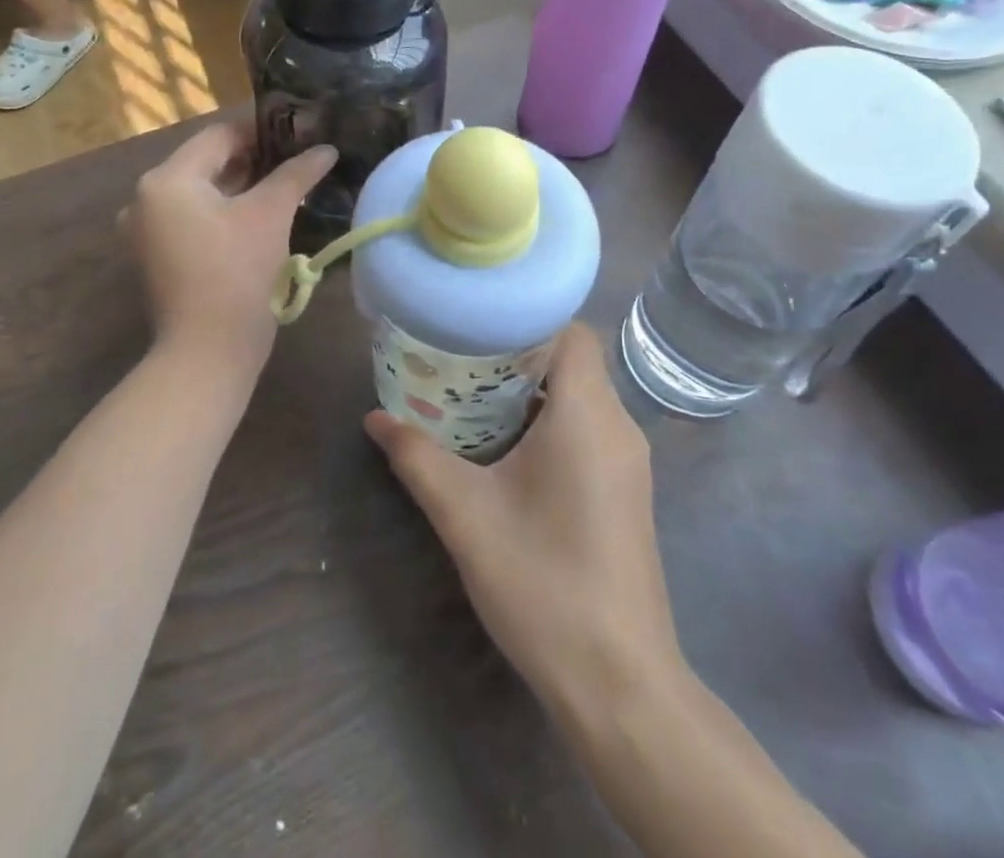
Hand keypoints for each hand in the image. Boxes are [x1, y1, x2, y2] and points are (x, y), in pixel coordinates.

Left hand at [124, 123, 335, 378]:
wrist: (207, 353)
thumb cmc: (237, 273)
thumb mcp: (270, 215)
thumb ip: (296, 174)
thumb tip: (326, 149)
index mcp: (166, 179)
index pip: (218, 136)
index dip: (261, 130)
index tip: (298, 131)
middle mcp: (145, 197)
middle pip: (207, 162)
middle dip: (252, 159)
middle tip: (296, 158)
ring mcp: (146, 230)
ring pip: (200, 191)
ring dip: (240, 185)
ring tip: (284, 184)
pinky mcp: (156, 255)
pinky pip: (192, 217)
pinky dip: (222, 211)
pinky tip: (257, 216)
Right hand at [365, 324, 683, 713]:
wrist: (620, 685)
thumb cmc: (543, 583)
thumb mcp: (466, 516)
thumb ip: (417, 458)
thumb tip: (375, 418)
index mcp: (588, 415)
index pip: (571, 332)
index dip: (526, 319)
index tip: (477, 327)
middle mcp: (618, 427)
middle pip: (571, 361)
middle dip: (515, 355)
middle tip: (458, 360)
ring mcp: (627, 462)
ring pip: (579, 397)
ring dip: (529, 392)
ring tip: (470, 398)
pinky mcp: (625, 491)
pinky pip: (587, 429)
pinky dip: (548, 423)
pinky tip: (505, 450)